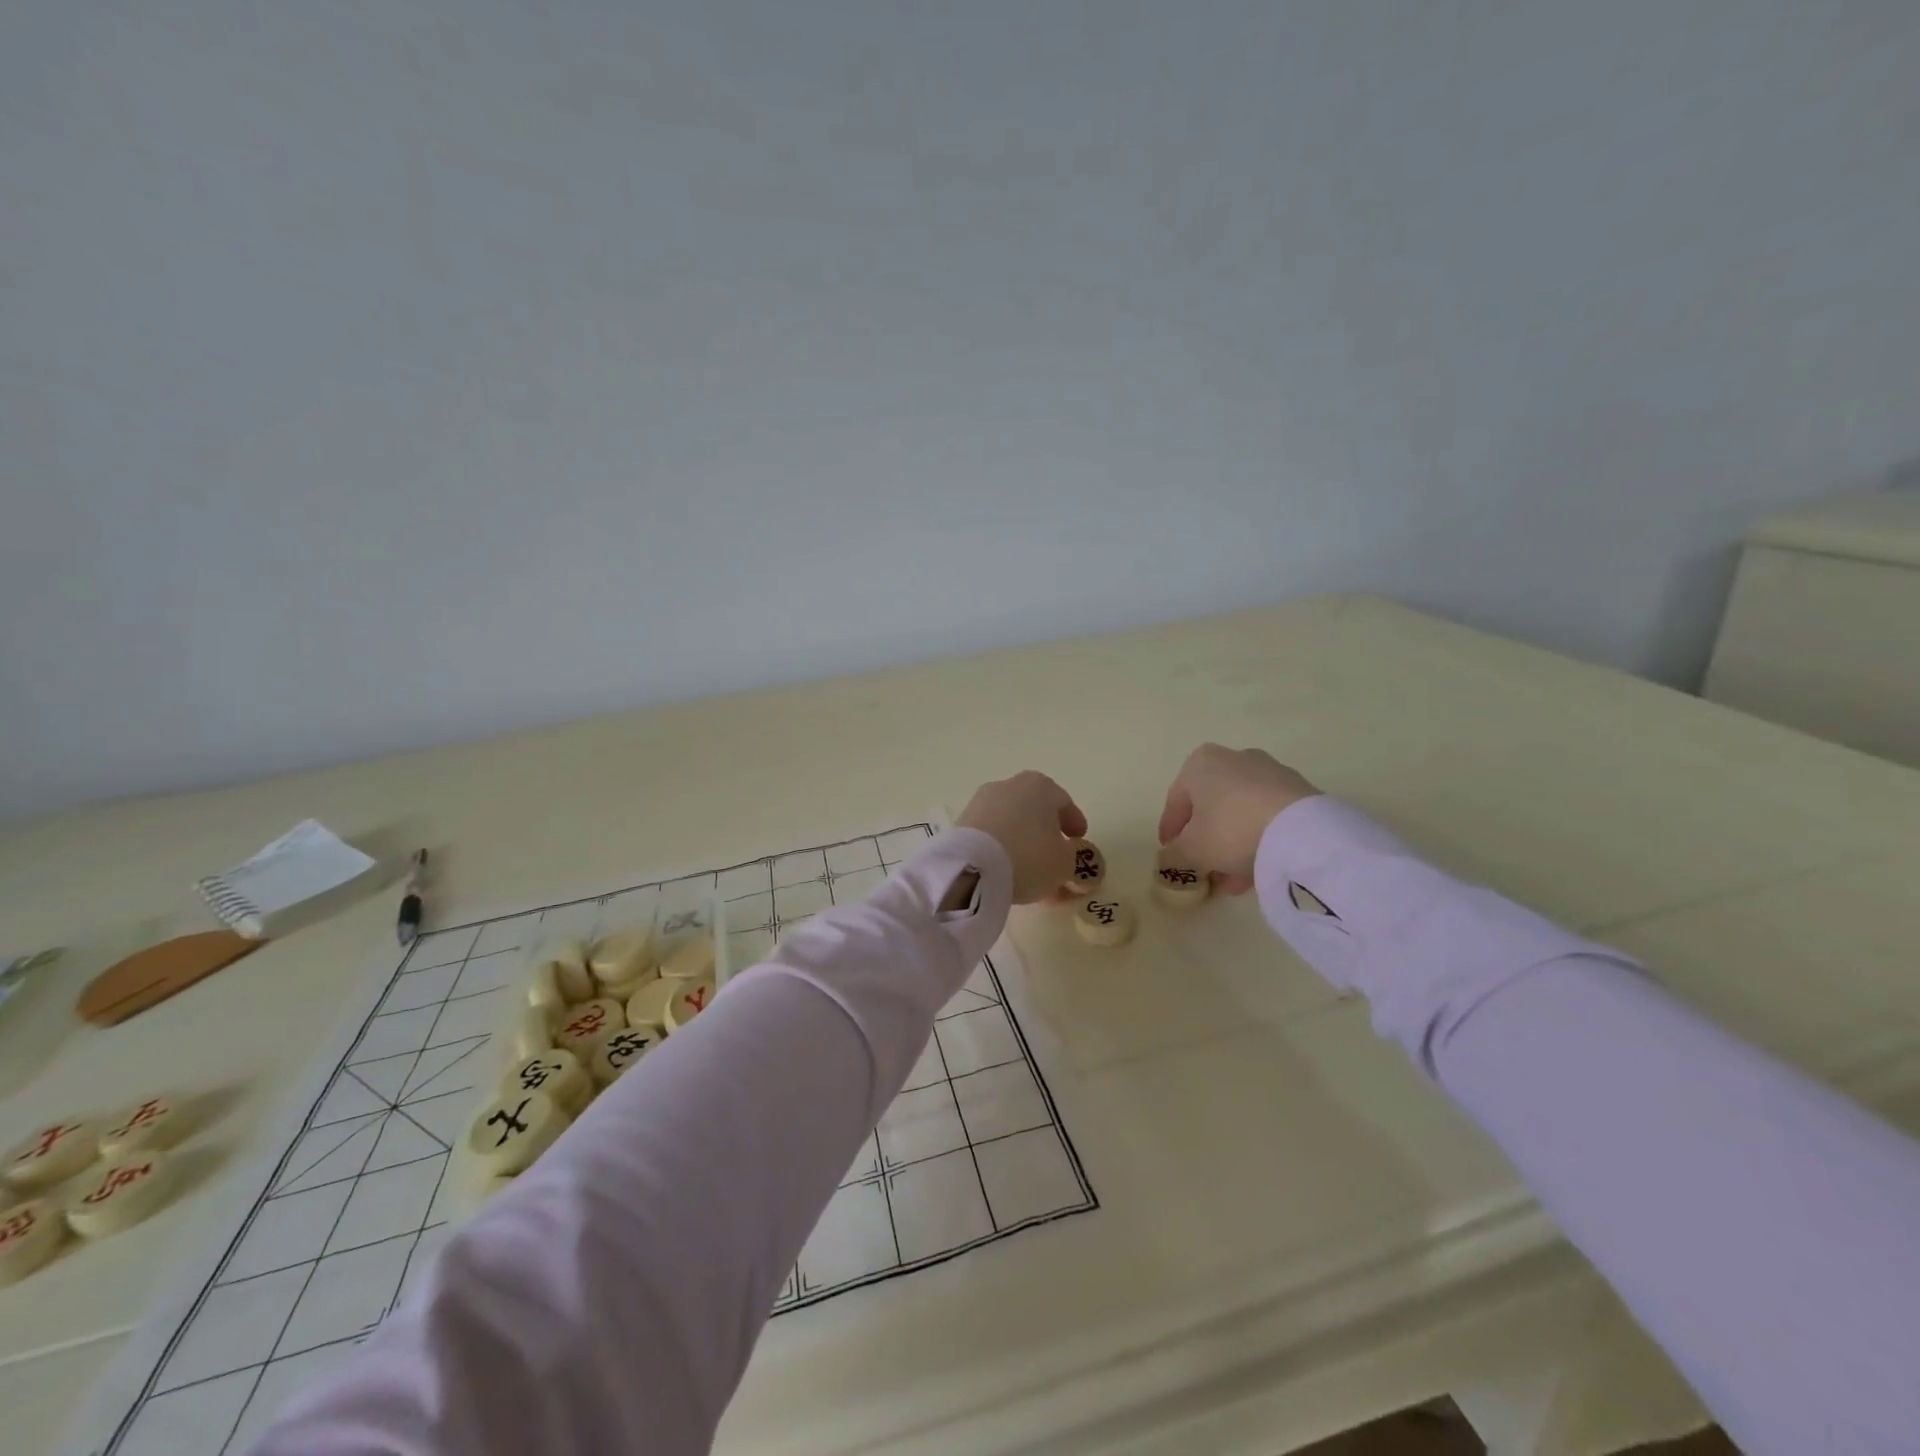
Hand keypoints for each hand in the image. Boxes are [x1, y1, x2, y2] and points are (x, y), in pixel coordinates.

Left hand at [955, 771, 1088, 903]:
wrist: (970, 869)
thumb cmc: (1028, 857)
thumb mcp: (1064, 863)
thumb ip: (1072, 857)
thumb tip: (1065, 853)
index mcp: (1039, 786)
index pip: (1063, 802)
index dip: (1074, 822)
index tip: (1079, 840)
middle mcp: (1008, 786)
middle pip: (1034, 809)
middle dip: (1046, 832)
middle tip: (1056, 855)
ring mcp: (981, 802)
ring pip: (1011, 822)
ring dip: (1022, 841)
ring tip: (1030, 870)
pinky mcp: (962, 823)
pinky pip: (990, 834)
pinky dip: (1001, 847)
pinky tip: (1007, 869)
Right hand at [1157, 745, 1318, 892]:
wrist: (1301, 831)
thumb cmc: (1230, 829)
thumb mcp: (1192, 849)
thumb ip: (1175, 854)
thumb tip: (1169, 857)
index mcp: (1200, 763)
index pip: (1176, 800)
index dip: (1170, 831)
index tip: (1169, 853)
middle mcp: (1234, 758)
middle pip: (1211, 804)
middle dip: (1205, 838)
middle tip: (1202, 866)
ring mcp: (1270, 772)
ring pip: (1240, 812)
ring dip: (1231, 843)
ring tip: (1231, 878)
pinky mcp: (1298, 790)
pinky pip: (1266, 816)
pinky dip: (1257, 839)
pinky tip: (1256, 868)